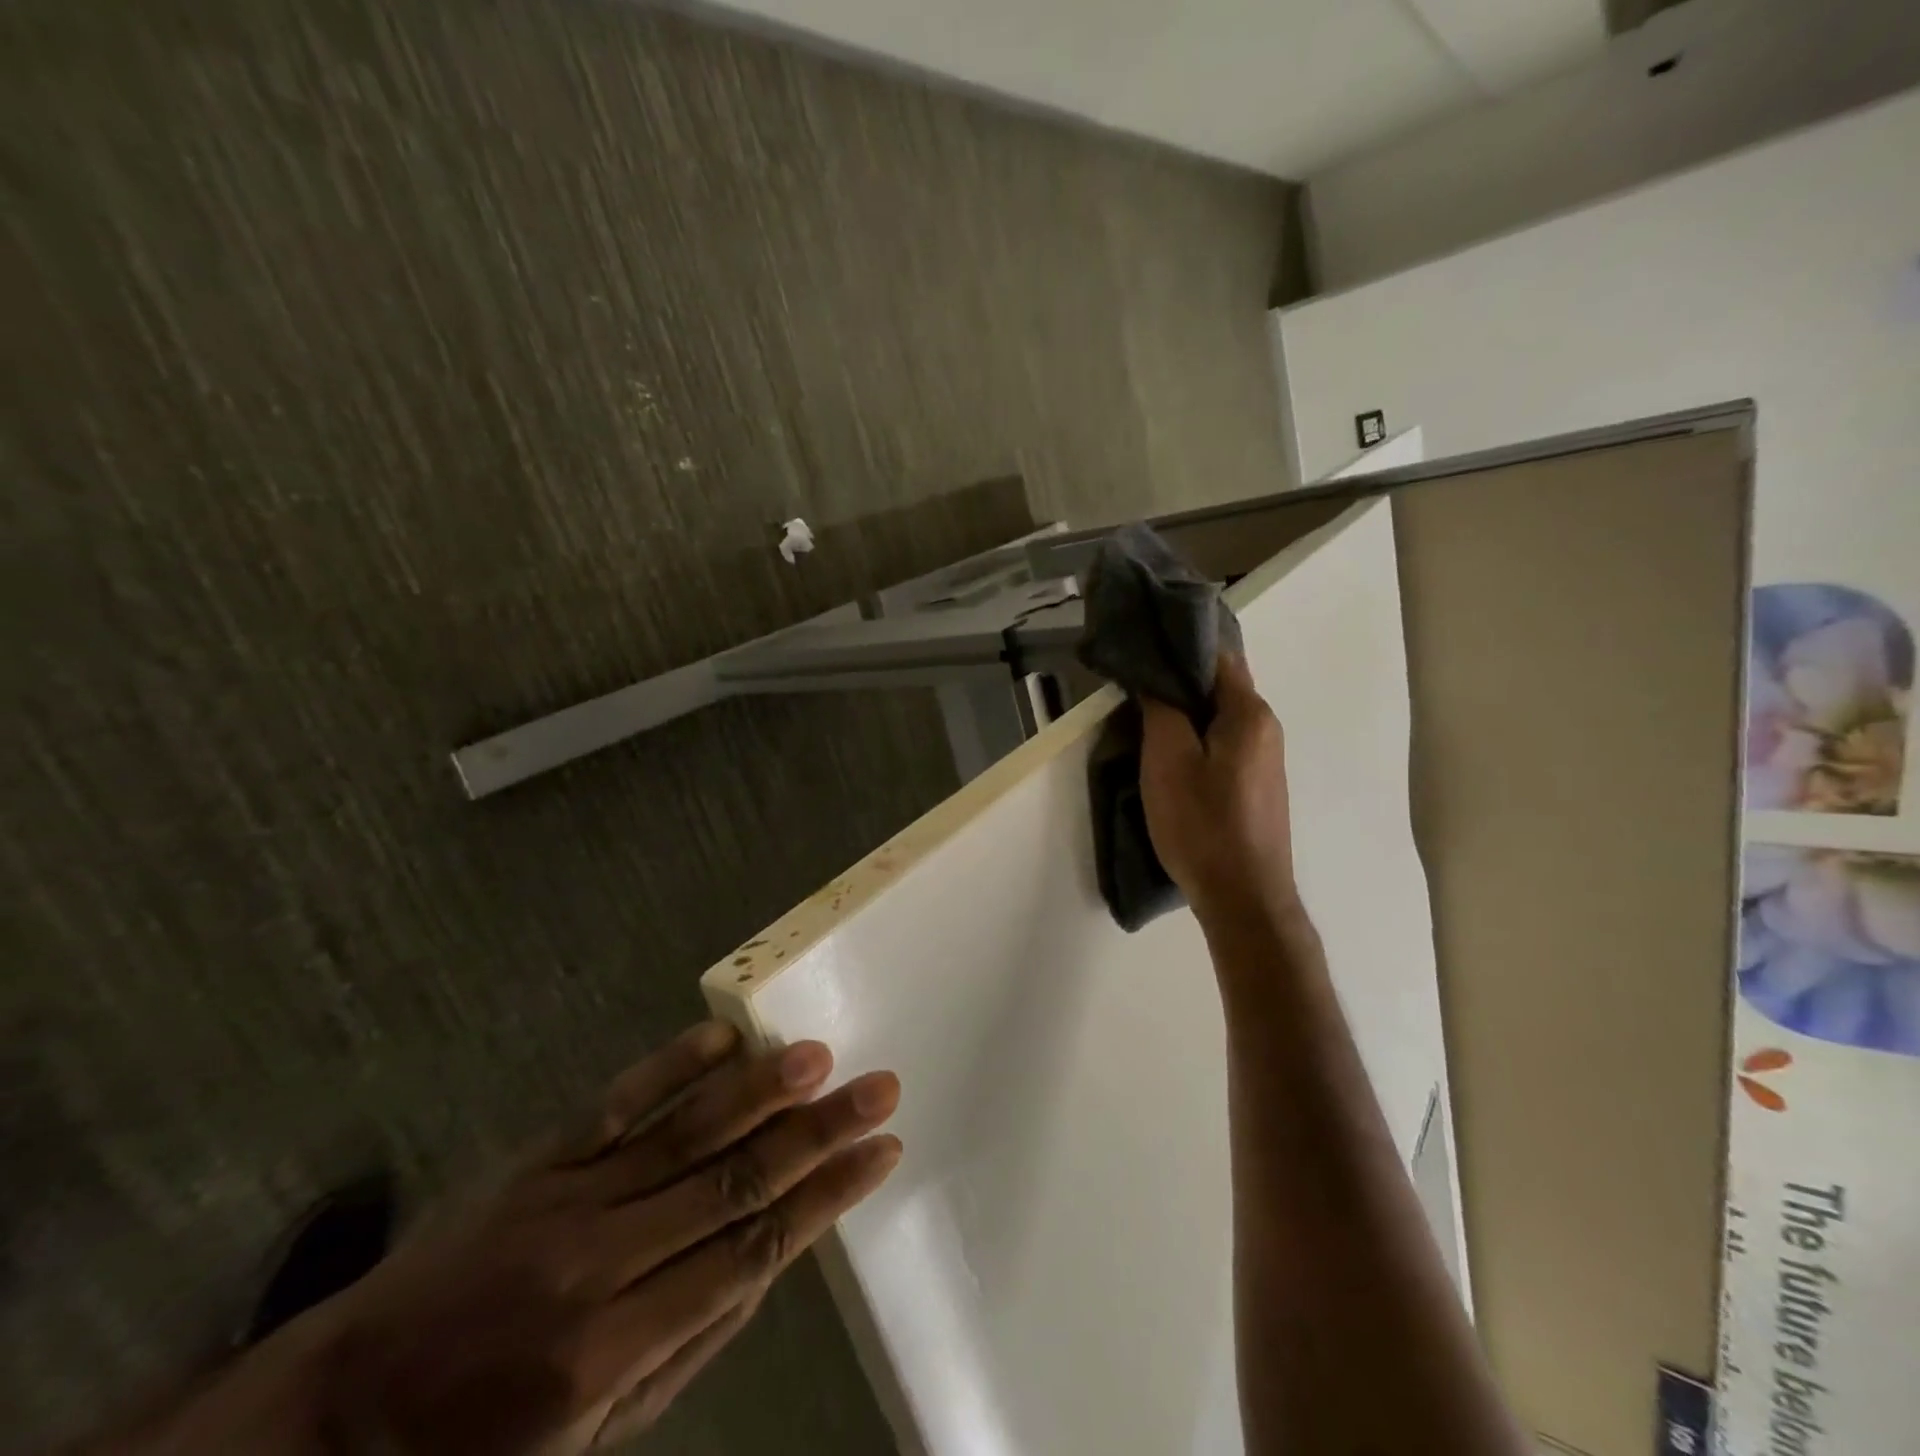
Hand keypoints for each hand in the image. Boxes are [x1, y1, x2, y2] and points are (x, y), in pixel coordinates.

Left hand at [123, 1023, 901, 1455]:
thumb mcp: (599, 1437)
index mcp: (617, 1349)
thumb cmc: (485, 1445)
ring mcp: (567, 1196)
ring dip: (757, 1090)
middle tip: (877, 1088)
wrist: (344, 1412)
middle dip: (816, 1134)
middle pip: (731, 1183)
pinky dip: (672, 1065)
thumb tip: (776, 1256)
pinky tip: (723, 1035)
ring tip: (819, 1056)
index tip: (883, 1152)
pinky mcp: (540, 1158)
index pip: (751, 1252)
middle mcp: (599, 1261)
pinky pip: (617, 1102)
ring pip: (682, 1132)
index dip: (825, 1199)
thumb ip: (696, 1341)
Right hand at [1138, 652, 1297, 928]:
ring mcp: (1266, 760)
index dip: (1179, 648)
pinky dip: (1197, 740)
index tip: (1141, 650)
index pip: (1218, 657)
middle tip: (1133, 687)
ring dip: (1185, 714)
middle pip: (1220, 688)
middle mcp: (1267, 729)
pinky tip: (1171, 757)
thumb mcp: (1168, 761)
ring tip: (1143, 720)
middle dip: (1178, 683)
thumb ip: (1161, 710)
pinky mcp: (1257, 787)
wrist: (1244, 897)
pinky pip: (1224, 746)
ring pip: (1220, 719)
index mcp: (1250, 714)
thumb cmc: (1203, 824)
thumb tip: (1154, 676)